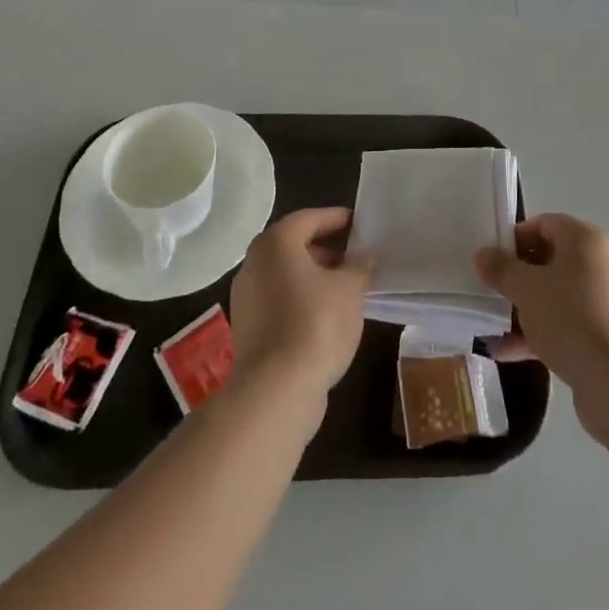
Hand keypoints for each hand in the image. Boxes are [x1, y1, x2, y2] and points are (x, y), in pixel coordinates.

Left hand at [229, 207, 372, 398]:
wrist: (276, 391)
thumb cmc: (316, 324)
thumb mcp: (350, 288)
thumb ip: (359, 265)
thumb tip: (362, 256)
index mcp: (276, 242)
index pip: (309, 218)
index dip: (336, 219)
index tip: (359, 224)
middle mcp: (254, 262)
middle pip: (294, 245)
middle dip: (326, 249)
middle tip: (354, 257)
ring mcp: (246, 297)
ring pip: (285, 275)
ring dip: (314, 276)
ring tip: (345, 288)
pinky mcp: (247, 328)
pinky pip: (278, 300)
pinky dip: (300, 299)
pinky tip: (325, 316)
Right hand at [474, 214, 608, 406]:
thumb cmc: (569, 317)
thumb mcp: (526, 288)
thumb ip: (501, 269)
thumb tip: (482, 254)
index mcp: (584, 240)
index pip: (544, 224)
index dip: (515, 239)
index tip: (492, 261)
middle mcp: (598, 263)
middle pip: (549, 261)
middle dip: (516, 278)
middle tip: (491, 292)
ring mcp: (603, 301)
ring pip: (555, 296)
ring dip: (523, 309)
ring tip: (492, 327)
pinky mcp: (603, 335)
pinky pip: (565, 324)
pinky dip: (539, 333)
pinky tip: (508, 352)